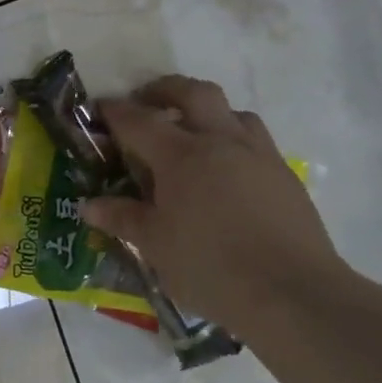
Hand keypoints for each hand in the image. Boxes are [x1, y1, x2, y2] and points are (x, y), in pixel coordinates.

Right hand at [81, 77, 345, 333]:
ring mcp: (259, 156)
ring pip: (232, 112)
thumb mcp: (155, 245)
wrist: (292, 293)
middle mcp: (221, 142)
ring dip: (205, 112)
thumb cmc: (210, 266)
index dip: (115, 111)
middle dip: (165, 90)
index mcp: (182, 156)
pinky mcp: (284, 176)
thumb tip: (89, 205)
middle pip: (193, 93)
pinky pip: (254, 140)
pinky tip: (224, 172)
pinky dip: (231, 140)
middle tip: (145, 103)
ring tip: (190, 135)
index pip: (139, 121)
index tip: (98, 108)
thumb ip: (122, 218)